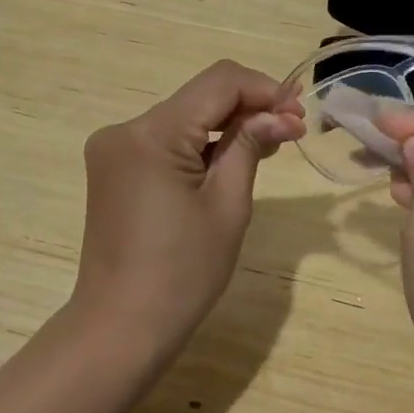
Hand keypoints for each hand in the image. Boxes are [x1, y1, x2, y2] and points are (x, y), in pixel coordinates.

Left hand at [72, 60, 304, 363]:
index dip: (264, 88)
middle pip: (199, 97)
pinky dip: (201, 143)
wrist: (120, 329)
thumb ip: (250, 145)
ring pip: (184, 116)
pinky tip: (232, 156)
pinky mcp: (114, 167)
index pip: (218, 83)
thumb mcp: (227, 205)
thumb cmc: (182, 273)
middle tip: (293, 128)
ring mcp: (114, 148)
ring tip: (272, 141)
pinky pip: (166, 139)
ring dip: (227, 124)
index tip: (299, 112)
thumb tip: (281, 113)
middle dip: (249, 106)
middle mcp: (125, 128)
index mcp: (151, 133)